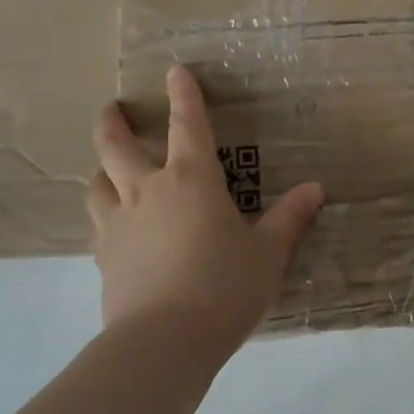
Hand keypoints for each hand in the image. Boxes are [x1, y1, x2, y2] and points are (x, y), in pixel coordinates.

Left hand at [87, 65, 323, 372]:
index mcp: (192, 180)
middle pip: (116, 147)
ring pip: (97, 183)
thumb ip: (290, 218)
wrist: (163, 342)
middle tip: (112, 108)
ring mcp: (118, 225)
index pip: (187, 125)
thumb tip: (316, 188)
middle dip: (113, 123)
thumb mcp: (268, 253)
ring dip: (101, 168)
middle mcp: (148, 191)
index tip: (175, 71)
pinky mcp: (104, 258)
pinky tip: (112, 223)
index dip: (183, 95)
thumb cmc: (224, 287)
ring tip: (107, 167)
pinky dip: (104, 212)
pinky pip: (98, 223)